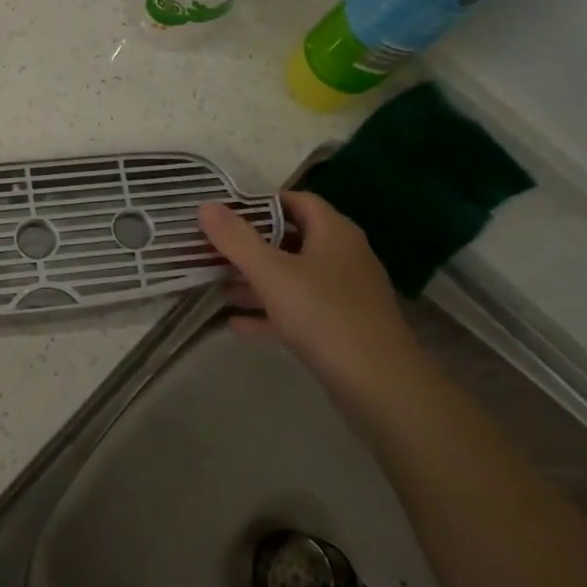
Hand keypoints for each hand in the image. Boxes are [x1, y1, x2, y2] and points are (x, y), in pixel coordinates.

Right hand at [199, 192, 412, 382]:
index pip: (297, 201)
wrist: (380, 385)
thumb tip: (206, 205)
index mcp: (334, 233)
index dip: (260, 203)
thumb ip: (236, 239)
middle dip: (251, 245)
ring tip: (216, 286)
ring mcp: (344, 295)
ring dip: (256, 281)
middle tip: (213, 249)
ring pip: (293, 278)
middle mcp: (343, 257)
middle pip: (291, 240)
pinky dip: (269, 313)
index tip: (225, 212)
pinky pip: (299, 311)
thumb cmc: (323, 314)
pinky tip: (236, 324)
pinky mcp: (341, 328)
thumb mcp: (271, 272)